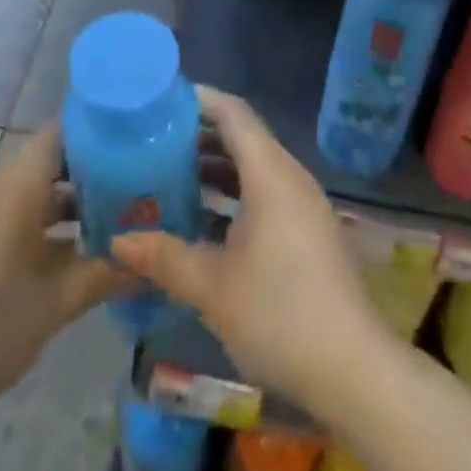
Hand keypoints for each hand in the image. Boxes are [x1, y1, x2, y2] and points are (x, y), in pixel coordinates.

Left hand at [0, 125, 124, 420]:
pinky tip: (67, 257)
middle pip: (51, 161)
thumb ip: (105, 274)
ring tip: (112, 224)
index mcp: (17, 183)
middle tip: (137, 188)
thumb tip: (148, 261)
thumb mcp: (54, 304)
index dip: (101, 131)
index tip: (137, 142)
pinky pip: (12, 213)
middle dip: (93, 174)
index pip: (64, 131)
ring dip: (69, 205)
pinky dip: (42, 224)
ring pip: (33, 191)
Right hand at [110, 86, 384, 408]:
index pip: (232, 113)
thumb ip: (164, 257)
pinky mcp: (307, 232)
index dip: (199, 101)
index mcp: (269, 172)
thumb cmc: (279, 313)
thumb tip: (118, 241)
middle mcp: (289, 176)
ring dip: (215, 169)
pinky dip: (233, 196)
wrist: (353, 369)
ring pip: (253, 168)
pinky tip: (204, 221)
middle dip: (199, 136)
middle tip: (155, 142)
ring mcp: (302, 204)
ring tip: (169, 177)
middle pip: (242, 137)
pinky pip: (264, 193)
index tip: (162, 101)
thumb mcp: (213, 286)